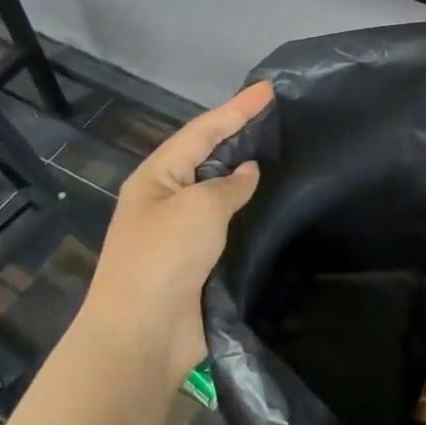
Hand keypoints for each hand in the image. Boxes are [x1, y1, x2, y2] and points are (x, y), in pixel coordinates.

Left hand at [78, 81, 272, 389]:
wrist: (142, 336)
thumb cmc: (164, 258)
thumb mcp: (199, 208)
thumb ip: (229, 185)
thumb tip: (247, 172)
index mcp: (157, 178)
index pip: (203, 131)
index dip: (237, 108)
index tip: (270, 89)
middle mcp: (167, 199)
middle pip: (209, 157)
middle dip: (240, 135)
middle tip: (279, 117)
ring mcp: (181, 233)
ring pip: (220, 193)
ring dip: (247, 176)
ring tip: (283, 154)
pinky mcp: (199, 263)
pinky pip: (229, 227)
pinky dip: (250, 214)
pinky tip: (275, 207)